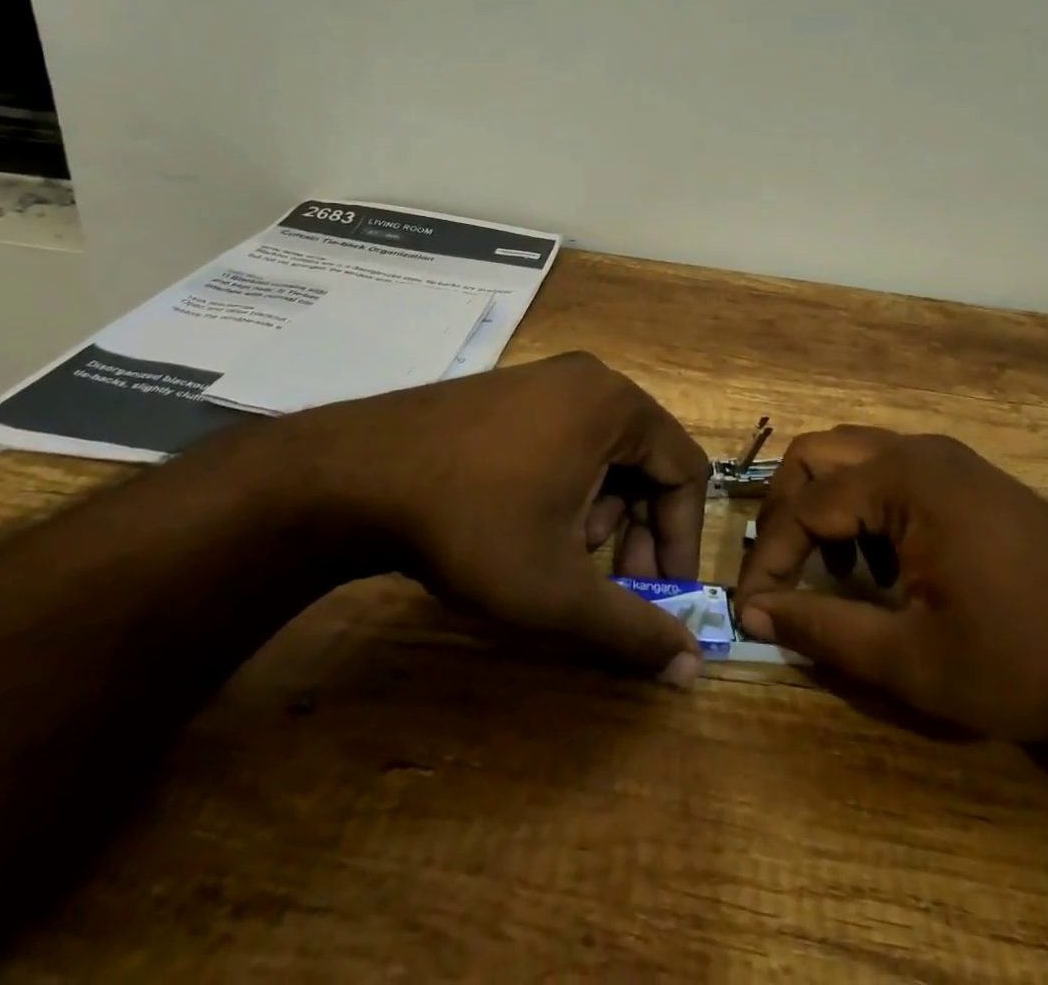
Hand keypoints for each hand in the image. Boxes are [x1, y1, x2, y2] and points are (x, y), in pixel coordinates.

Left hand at [238, 352, 710, 683]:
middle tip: (609, 582)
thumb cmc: (473, 525)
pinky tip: (528, 521)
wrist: (354, 475)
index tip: (658, 594)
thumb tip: (693, 670)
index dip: (680, 540)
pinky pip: (565, 436)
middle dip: (634, 529)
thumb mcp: (558, 589)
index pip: (685, 472)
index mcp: (617, 405)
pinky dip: (566, 484)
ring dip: (599, 510)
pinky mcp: (508, 389)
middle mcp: (588, 378)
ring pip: (604, 450)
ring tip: (561, 553)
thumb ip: (633, 629)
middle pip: (645, 459)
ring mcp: (543, 378)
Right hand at [733, 427, 1047, 740]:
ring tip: (835, 574)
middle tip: (784, 574)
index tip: (750, 611)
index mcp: (901, 479)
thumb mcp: (915, 661)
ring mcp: (947, 459)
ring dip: (826, 507)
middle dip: (787, 513)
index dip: (768, 560)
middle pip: (818, 456)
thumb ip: (824, 631)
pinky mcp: (967, 478)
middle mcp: (918, 450)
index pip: (803, 506)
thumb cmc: (1027, 656)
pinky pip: (890, 472)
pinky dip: (864, 507)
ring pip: (853, 458)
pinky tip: (884, 566)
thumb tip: (755, 613)